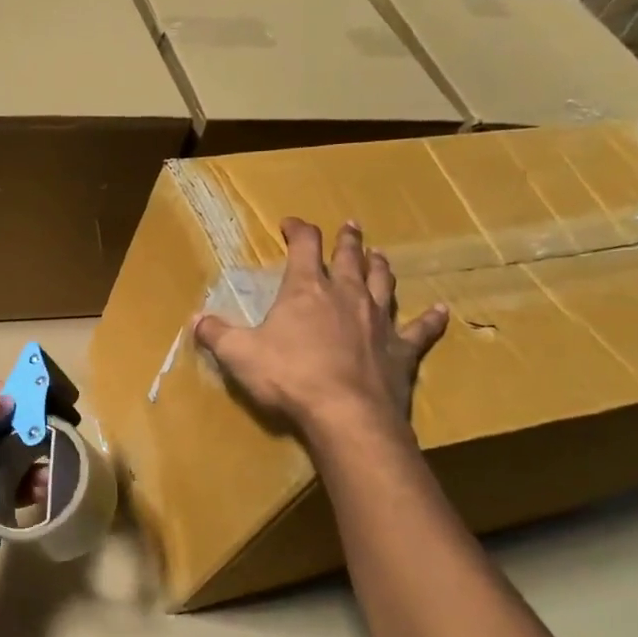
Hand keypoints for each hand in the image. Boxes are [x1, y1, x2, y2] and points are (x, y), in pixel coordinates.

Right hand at [194, 218, 447, 439]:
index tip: (290, 223)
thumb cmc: (289, 377)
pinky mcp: (401, 350)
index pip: (304, 246)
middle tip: (350, 226)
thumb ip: (216, 334)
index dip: (298, 230)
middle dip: (347, 240)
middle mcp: (347, 295)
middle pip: (350, 258)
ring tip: (380, 255)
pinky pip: (419, 329)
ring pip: (383, 283)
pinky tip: (442, 311)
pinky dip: (430, 319)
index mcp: (306, 290)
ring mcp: (379, 321)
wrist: (345, 414)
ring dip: (381, 266)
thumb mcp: (239, 355)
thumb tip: (195, 319)